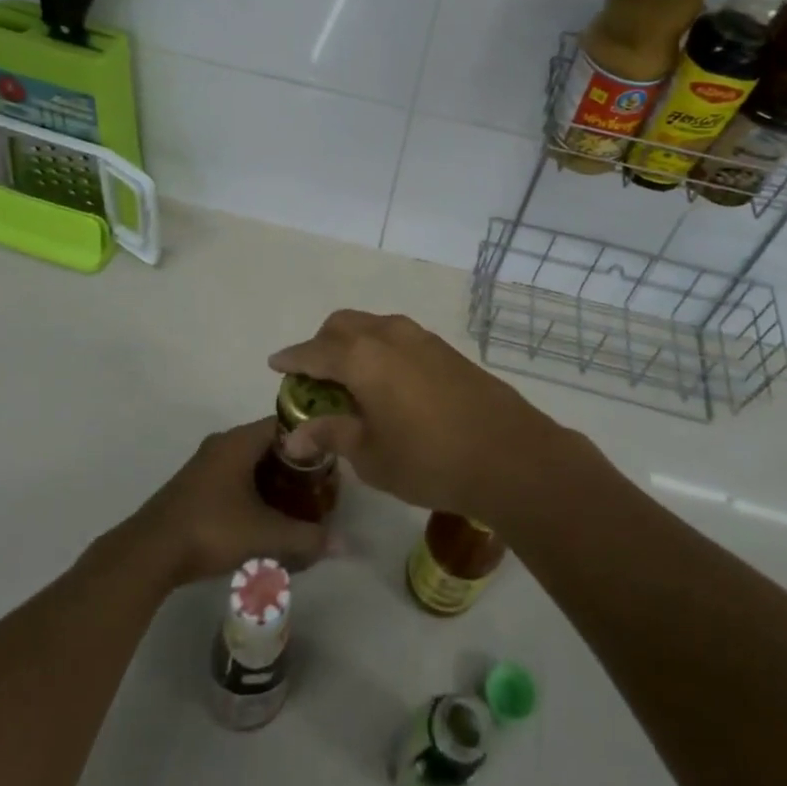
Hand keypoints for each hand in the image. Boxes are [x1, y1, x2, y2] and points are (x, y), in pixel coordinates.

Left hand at [118, 418, 333, 589]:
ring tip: (298, 507)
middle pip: (270, 445)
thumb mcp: (264, 535)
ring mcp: (206, 465)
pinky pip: (236, 479)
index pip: (285, 424)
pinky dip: (255, 493)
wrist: (149, 553)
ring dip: (275, 482)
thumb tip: (343, 544)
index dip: (311, 439)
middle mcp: (223, 445)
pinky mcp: (196, 487)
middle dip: (296, 466)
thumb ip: (305, 537)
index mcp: (239, 441)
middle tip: (319, 489)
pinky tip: (267, 519)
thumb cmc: (210, 529)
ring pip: (252, 464)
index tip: (330, 461)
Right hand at [268, 311, 562, 526]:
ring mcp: (421, 338)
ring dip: (353, 342)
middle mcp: (388, 336)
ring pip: (373, 325)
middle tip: (315, 376)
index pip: (314, 352)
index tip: (276, 364)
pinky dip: (380, 349)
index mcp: (362, 358)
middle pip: (342, 325)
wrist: (510, 455)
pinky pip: (399, 337)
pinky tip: (388, 382)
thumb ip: (332, 434)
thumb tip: (295, 436)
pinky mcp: (445, 349)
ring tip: (351, 379)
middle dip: (322, 344)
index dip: (292, 359)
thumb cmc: (430, 461)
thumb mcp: (372, 456)